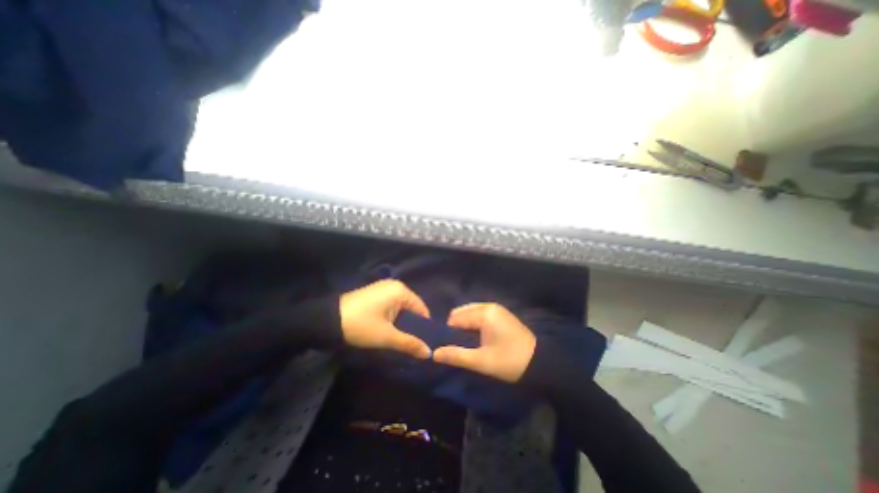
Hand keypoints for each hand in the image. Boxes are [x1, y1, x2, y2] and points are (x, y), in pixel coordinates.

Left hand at [337, 280, 431, 356]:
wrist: (326, 320)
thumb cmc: (361, 325)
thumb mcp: (387, 337)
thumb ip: (409, 343)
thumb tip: (429, 353)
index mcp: (401, 290)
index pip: (422, 309)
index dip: (424, 327)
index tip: (423, 343)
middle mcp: (394, 285)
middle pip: (412, 308)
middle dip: (412, 325)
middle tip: (412, 343)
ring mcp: (383, 288)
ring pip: (401, 307)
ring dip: (402, 322)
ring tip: (401, 339)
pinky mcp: (374, 293)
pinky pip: (391, 305)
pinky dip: (393, 317)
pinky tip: (389, 329)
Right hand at [432, 302, 534, 382]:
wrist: (541, 364)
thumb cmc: (510, 361)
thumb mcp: (482, 361)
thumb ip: (456, 355)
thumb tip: (433, 353)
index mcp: (484, 313)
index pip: (455, 318)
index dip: (450, 333)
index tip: (450, 348)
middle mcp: (489, 306)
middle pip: (462, 313)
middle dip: (457, 329)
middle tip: (460, 348)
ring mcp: (497, 309)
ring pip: (471, 314)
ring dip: (466, 327)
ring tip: (468, 345)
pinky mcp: (501, 315)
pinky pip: (480, 315)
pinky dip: (475, 325)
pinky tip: (478, 340)